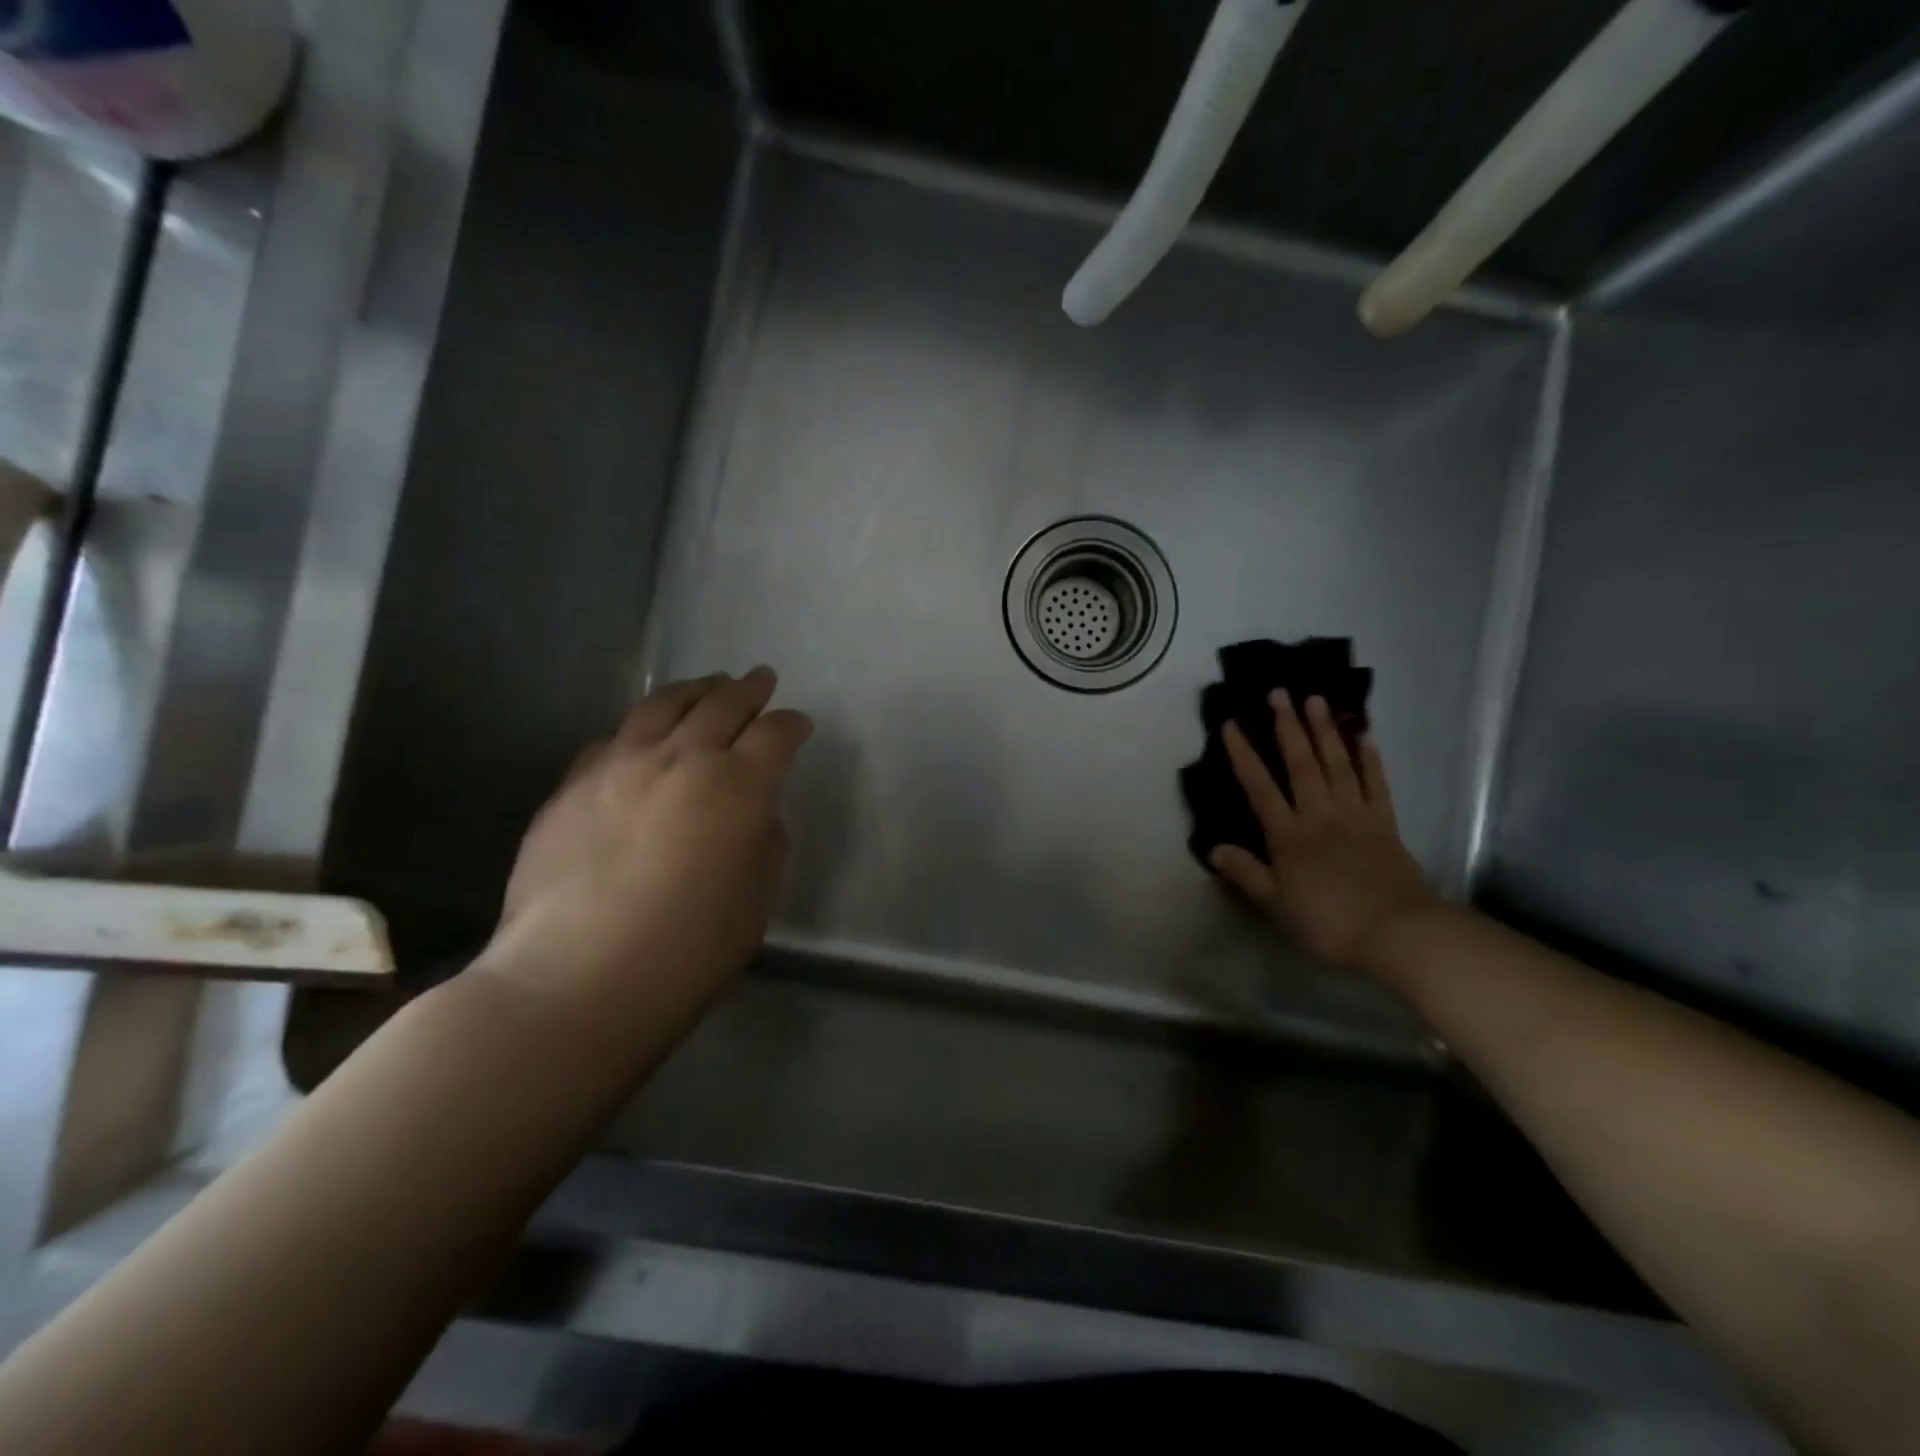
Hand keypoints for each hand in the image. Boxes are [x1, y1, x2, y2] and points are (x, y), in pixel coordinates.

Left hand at [485, 669, 811, 1022]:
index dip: (791, 725)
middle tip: (761, 680)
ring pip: (662, 707)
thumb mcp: (756, 901)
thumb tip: (755, 818)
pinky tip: (642, 732)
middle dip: (748, 690)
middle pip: (721, 705)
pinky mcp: (572, 786)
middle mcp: (680, 759)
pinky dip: (640, 726)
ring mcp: (619, 766)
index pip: (774, 735)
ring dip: (693, 691)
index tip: (799, 724)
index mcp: (737, 786)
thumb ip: (765, 846)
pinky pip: (613, 738)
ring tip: (708, 684)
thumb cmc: (688, 950)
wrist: (576, 980)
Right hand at [1210, 693, 1436, 970]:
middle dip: (1287, 727)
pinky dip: (1370, 758)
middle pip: (1301, 764)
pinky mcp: (1385, 824)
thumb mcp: (1276, 905)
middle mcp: (1319, 815)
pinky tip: (1364, 734)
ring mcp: (1355, 816)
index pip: (1259, 787)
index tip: (1231, 724)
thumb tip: (1213, 849)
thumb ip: (1246, 873)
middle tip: (1279, 692)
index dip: (1244, 755)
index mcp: (1288, 835)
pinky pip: (1376, 784)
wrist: (1397, 934)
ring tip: (1316, 699)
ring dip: (1325, 730)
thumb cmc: (1329, 922)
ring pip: (1337, 765)